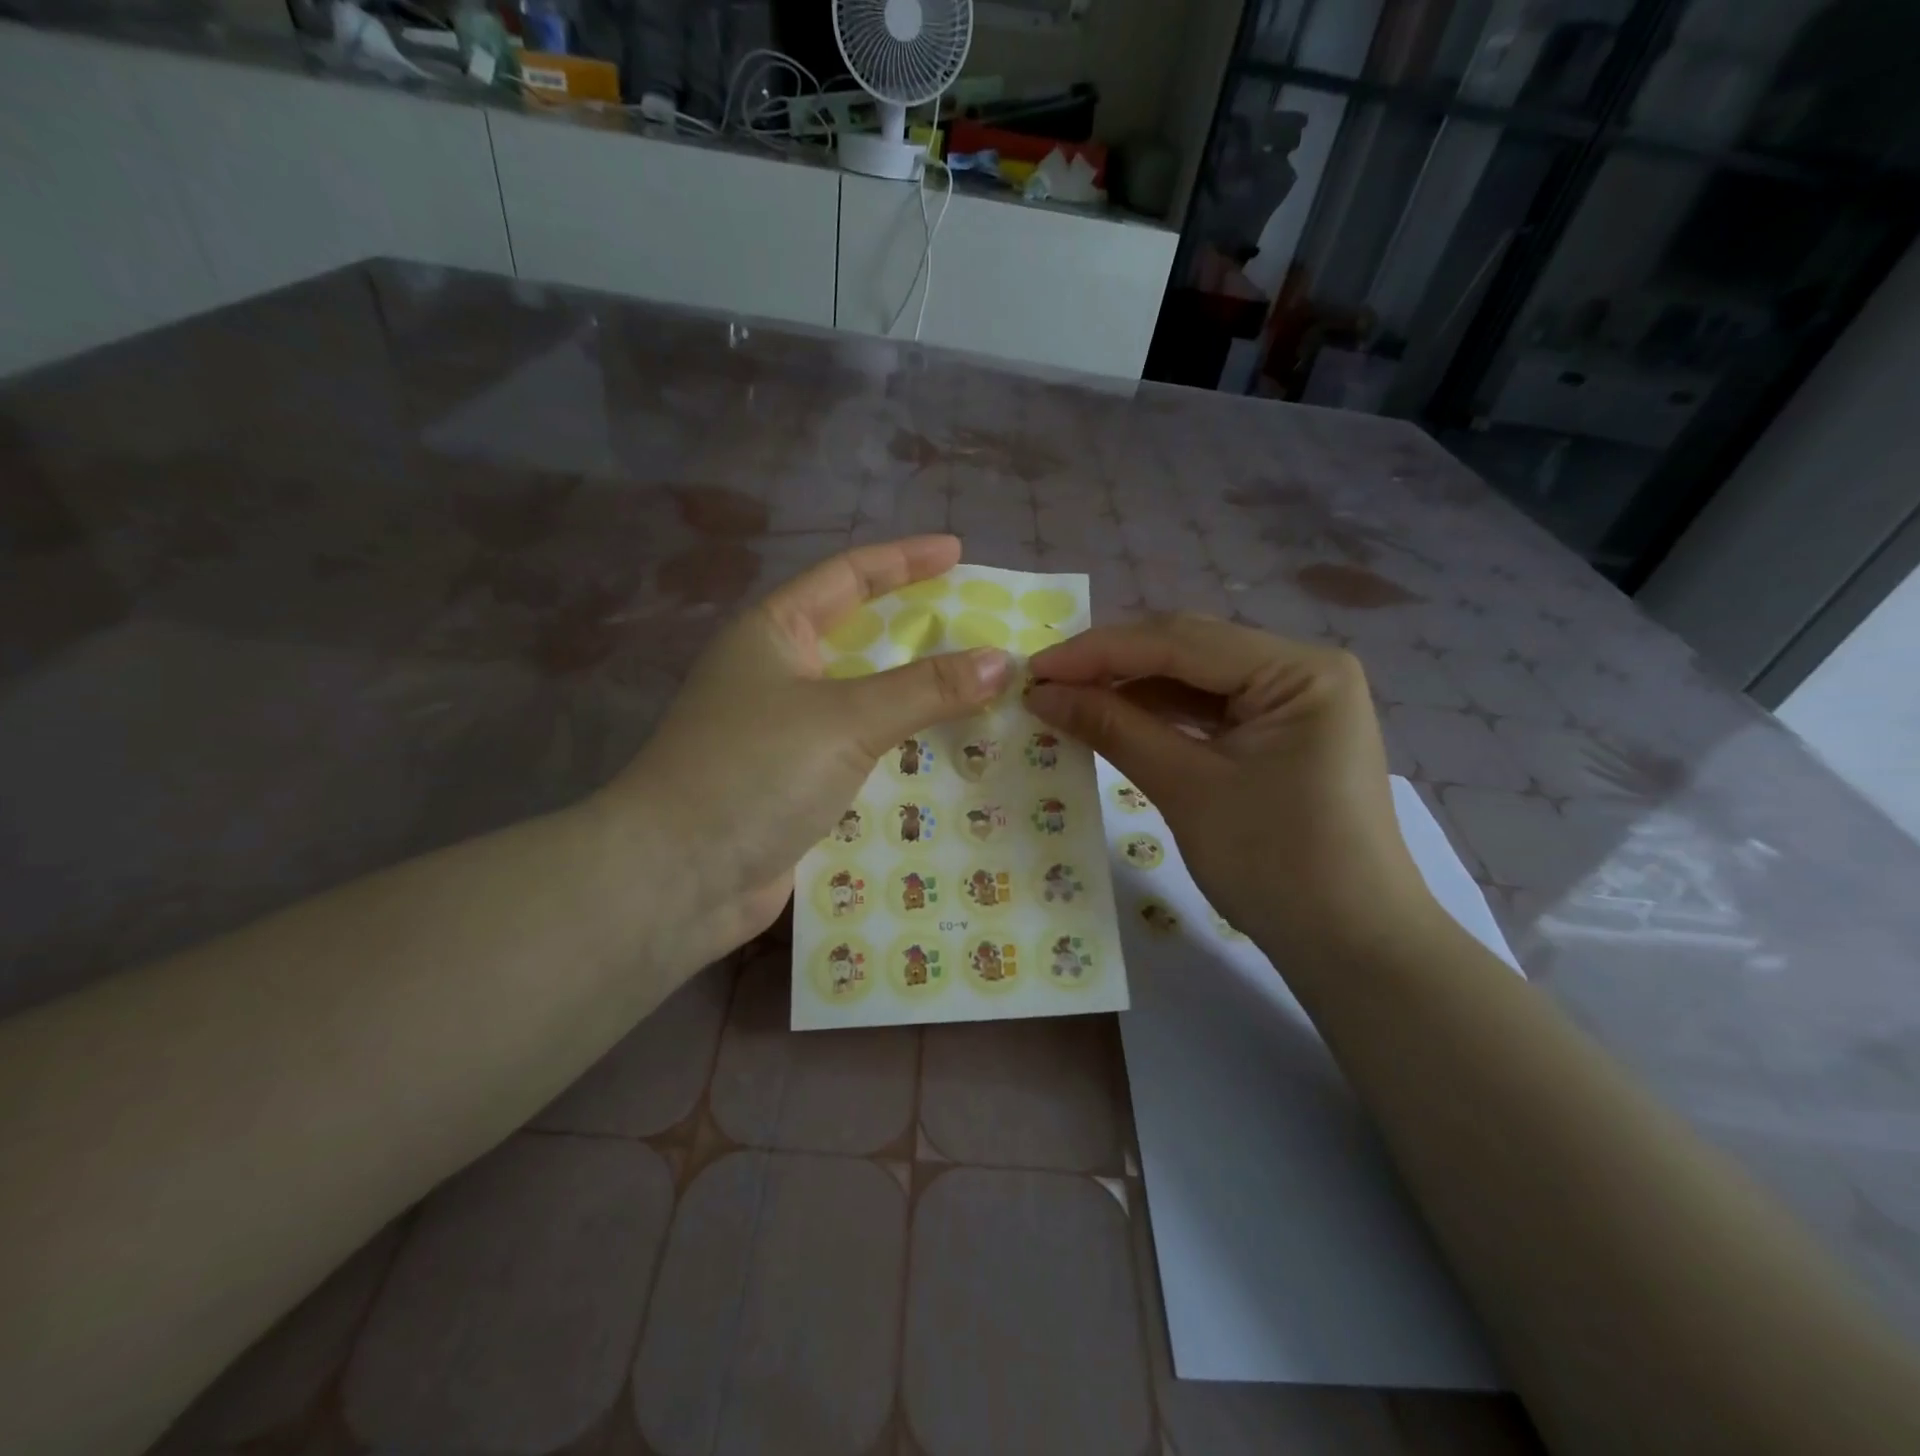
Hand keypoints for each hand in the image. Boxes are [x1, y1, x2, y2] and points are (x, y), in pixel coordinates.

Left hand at [602, 536, 1010, 964]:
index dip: (904, 560)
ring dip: (916, 700)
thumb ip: (925, 689)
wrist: (676, 877)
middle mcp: (776, 675)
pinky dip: (899, 753)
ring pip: (864, 702)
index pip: (847, 576)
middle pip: (860, 639)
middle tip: (980, 629)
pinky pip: (860, 754)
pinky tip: (944, 759)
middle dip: (919, 633)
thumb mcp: (845, 719)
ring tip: (979, 694)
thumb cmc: (753, 771)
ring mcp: (784, 733)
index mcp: (774, 634)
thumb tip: (999, 662)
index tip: (957, 553)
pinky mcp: (794, 784)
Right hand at [1026, 614, 1433, 956]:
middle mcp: (1303, 669)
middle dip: (1114, 665)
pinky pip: (1210, 710)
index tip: (1035, 669)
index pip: (1181, 641)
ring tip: (1069, 700)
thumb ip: (1114, 729)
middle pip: (1190, 651)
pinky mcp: (1282, 733)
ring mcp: (1295, 701)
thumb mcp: (1187, 789)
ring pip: (1196, 679)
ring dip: (1132, 689)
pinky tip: (1115, 720)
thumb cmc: (1277, 865)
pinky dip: (1161, 716)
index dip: (1099, 651)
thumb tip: (1043, 695)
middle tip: (1045, 683)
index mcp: (1299, 669)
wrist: (1352, 947)